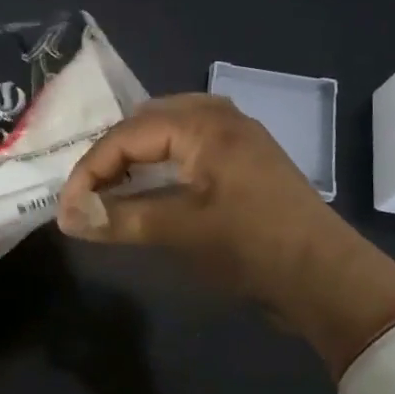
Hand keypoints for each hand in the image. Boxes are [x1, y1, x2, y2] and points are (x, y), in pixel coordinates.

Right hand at [56, 94, 394, 375]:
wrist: (328, 278)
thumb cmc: (251, 246)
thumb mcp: (180, 231)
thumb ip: (120, 218)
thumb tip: (67, 218)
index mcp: (203, 123)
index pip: (127, 135)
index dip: (90, 170)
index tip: (66, 208)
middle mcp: (219, 116)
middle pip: (145, 121)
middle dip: (111, 155)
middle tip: (87, 192)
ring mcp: (237, 135)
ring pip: (167, 129)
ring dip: (136, 155)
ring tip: (112, 187)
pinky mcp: (246, 158)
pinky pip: (189, 143)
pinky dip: (162, 161)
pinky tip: (151, 185)